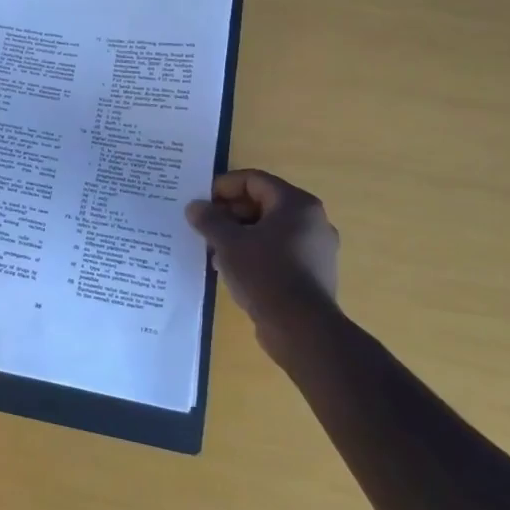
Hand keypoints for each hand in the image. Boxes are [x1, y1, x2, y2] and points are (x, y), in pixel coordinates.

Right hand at [186, 170, 339, 363]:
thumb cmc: (265, 273)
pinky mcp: (312, 273)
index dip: (223, 187)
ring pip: (269, 230)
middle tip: (204, 226)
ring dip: (239, 234)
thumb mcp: (228, 243)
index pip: (254, 180)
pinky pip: (277, 252)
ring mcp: (315, 248)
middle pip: (262, 203)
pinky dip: (254, 253)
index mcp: (296, 204)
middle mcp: (312, 221)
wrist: (301, 328)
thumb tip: (195, 207)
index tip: (200, 202)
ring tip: (213, 249)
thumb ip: (209, 220)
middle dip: (229, 213)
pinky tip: (231, 269)